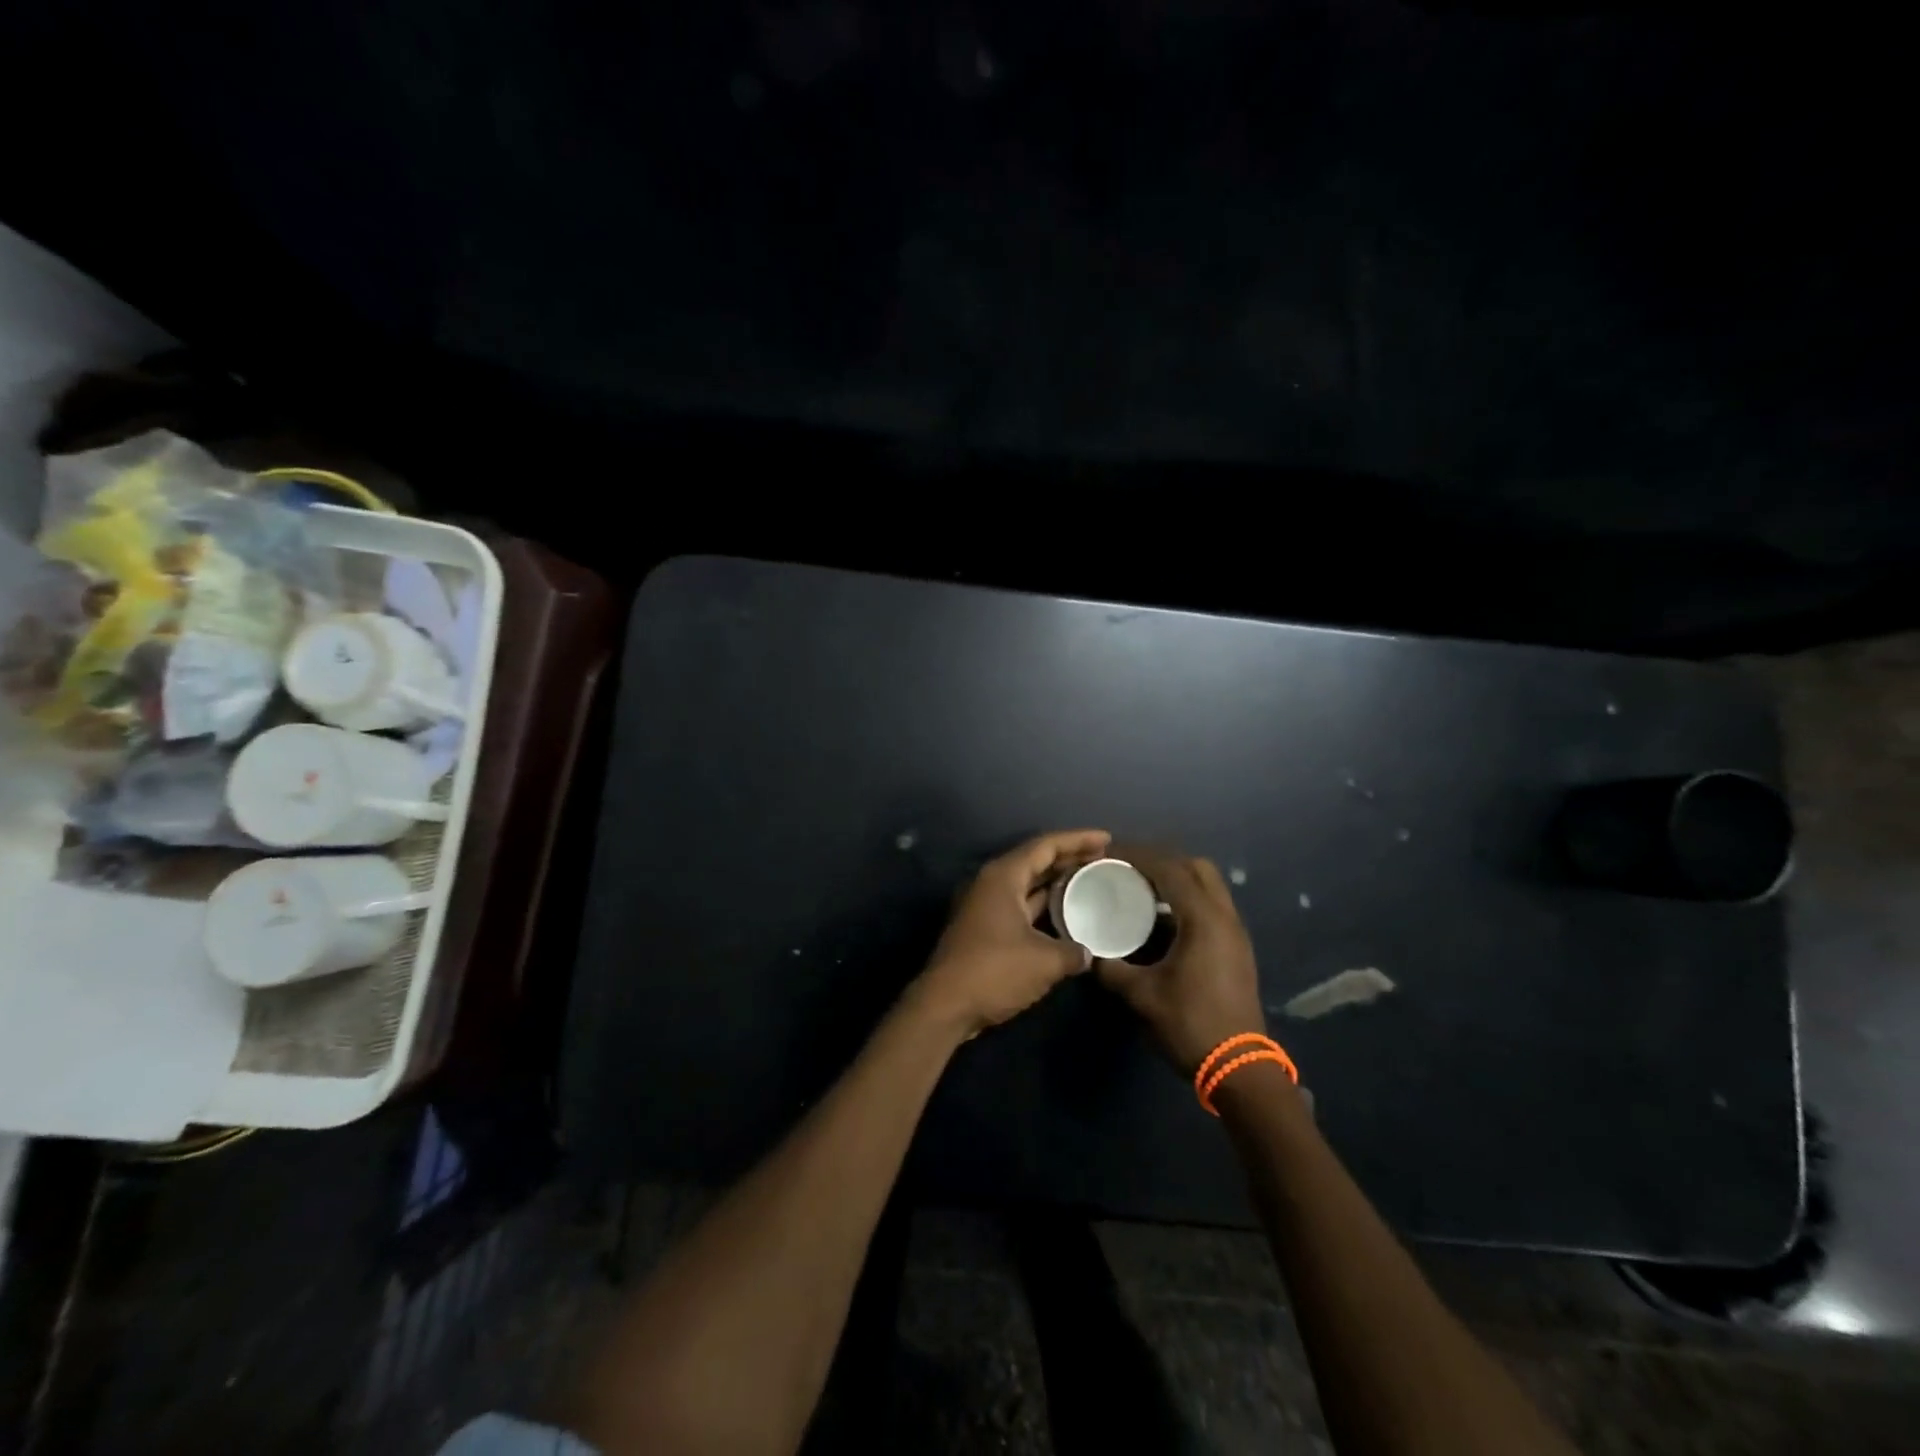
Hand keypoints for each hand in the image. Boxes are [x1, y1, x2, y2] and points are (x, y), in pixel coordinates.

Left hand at [912, 829, 1112, 1036]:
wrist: (945, 1006)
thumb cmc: (994, 972)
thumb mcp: (1045, 961)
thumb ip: (1073, 952)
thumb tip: (1087, 954)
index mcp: (1003, 876)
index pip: (1045, 845)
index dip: (1078, 839)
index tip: (1107, 838)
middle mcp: (991, 883)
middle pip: (1035, 861)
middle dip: (1069, 858)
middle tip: (1103, 859)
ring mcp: (984, 906)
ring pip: (1027, 885)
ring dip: (1056, 883)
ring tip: (1090, 882)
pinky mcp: (983, 928)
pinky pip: (1020, 905)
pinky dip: (1044, 906)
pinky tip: (1066, 915)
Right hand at [1095, 847, 1266, 1074]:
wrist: (1240, 1068)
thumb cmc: (1190, 1024)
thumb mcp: (1142, 996)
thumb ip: (1110, 968)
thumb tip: (1087, 953)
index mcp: (1203, 919)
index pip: (1169, 869)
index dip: (1137, 856)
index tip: (1109, 854)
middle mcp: (1224, 916)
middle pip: (1196, 867)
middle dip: (1161, 860)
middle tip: (1128, 868)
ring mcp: (1235, 932)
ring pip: (1208, 885)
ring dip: (1177, 879)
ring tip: (1141, 888)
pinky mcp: (1237, 948)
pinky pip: (1212, 905)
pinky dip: (1187, 898)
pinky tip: (1162, 919)